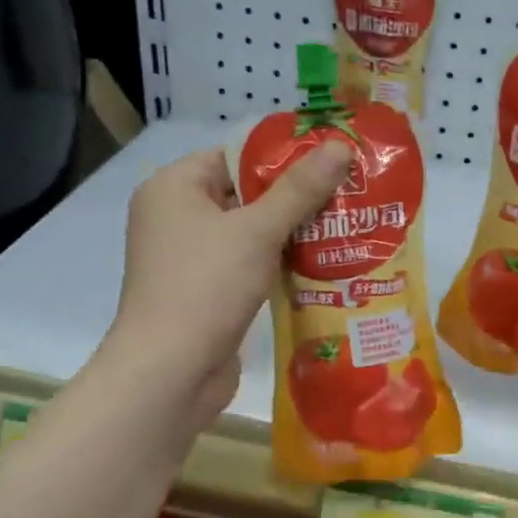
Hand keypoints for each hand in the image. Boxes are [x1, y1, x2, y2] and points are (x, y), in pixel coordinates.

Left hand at [106, 144, 351, 421]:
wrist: (170, 372)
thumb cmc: (207, 286)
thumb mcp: (258, 231)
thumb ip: (300, 189)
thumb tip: (340, 146)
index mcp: (173, 187)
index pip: (234, 156)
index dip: (283, 158)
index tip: (331, 163)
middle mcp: (174, 216)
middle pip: (244, 193)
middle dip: (294, 197)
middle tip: (346, 195)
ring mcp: (187, 257)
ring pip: (248, 232)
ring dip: (290, 233)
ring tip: (343, 227)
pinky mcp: (202, 291)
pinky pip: (245, 263)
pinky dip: (276, 262)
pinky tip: (319, 264)